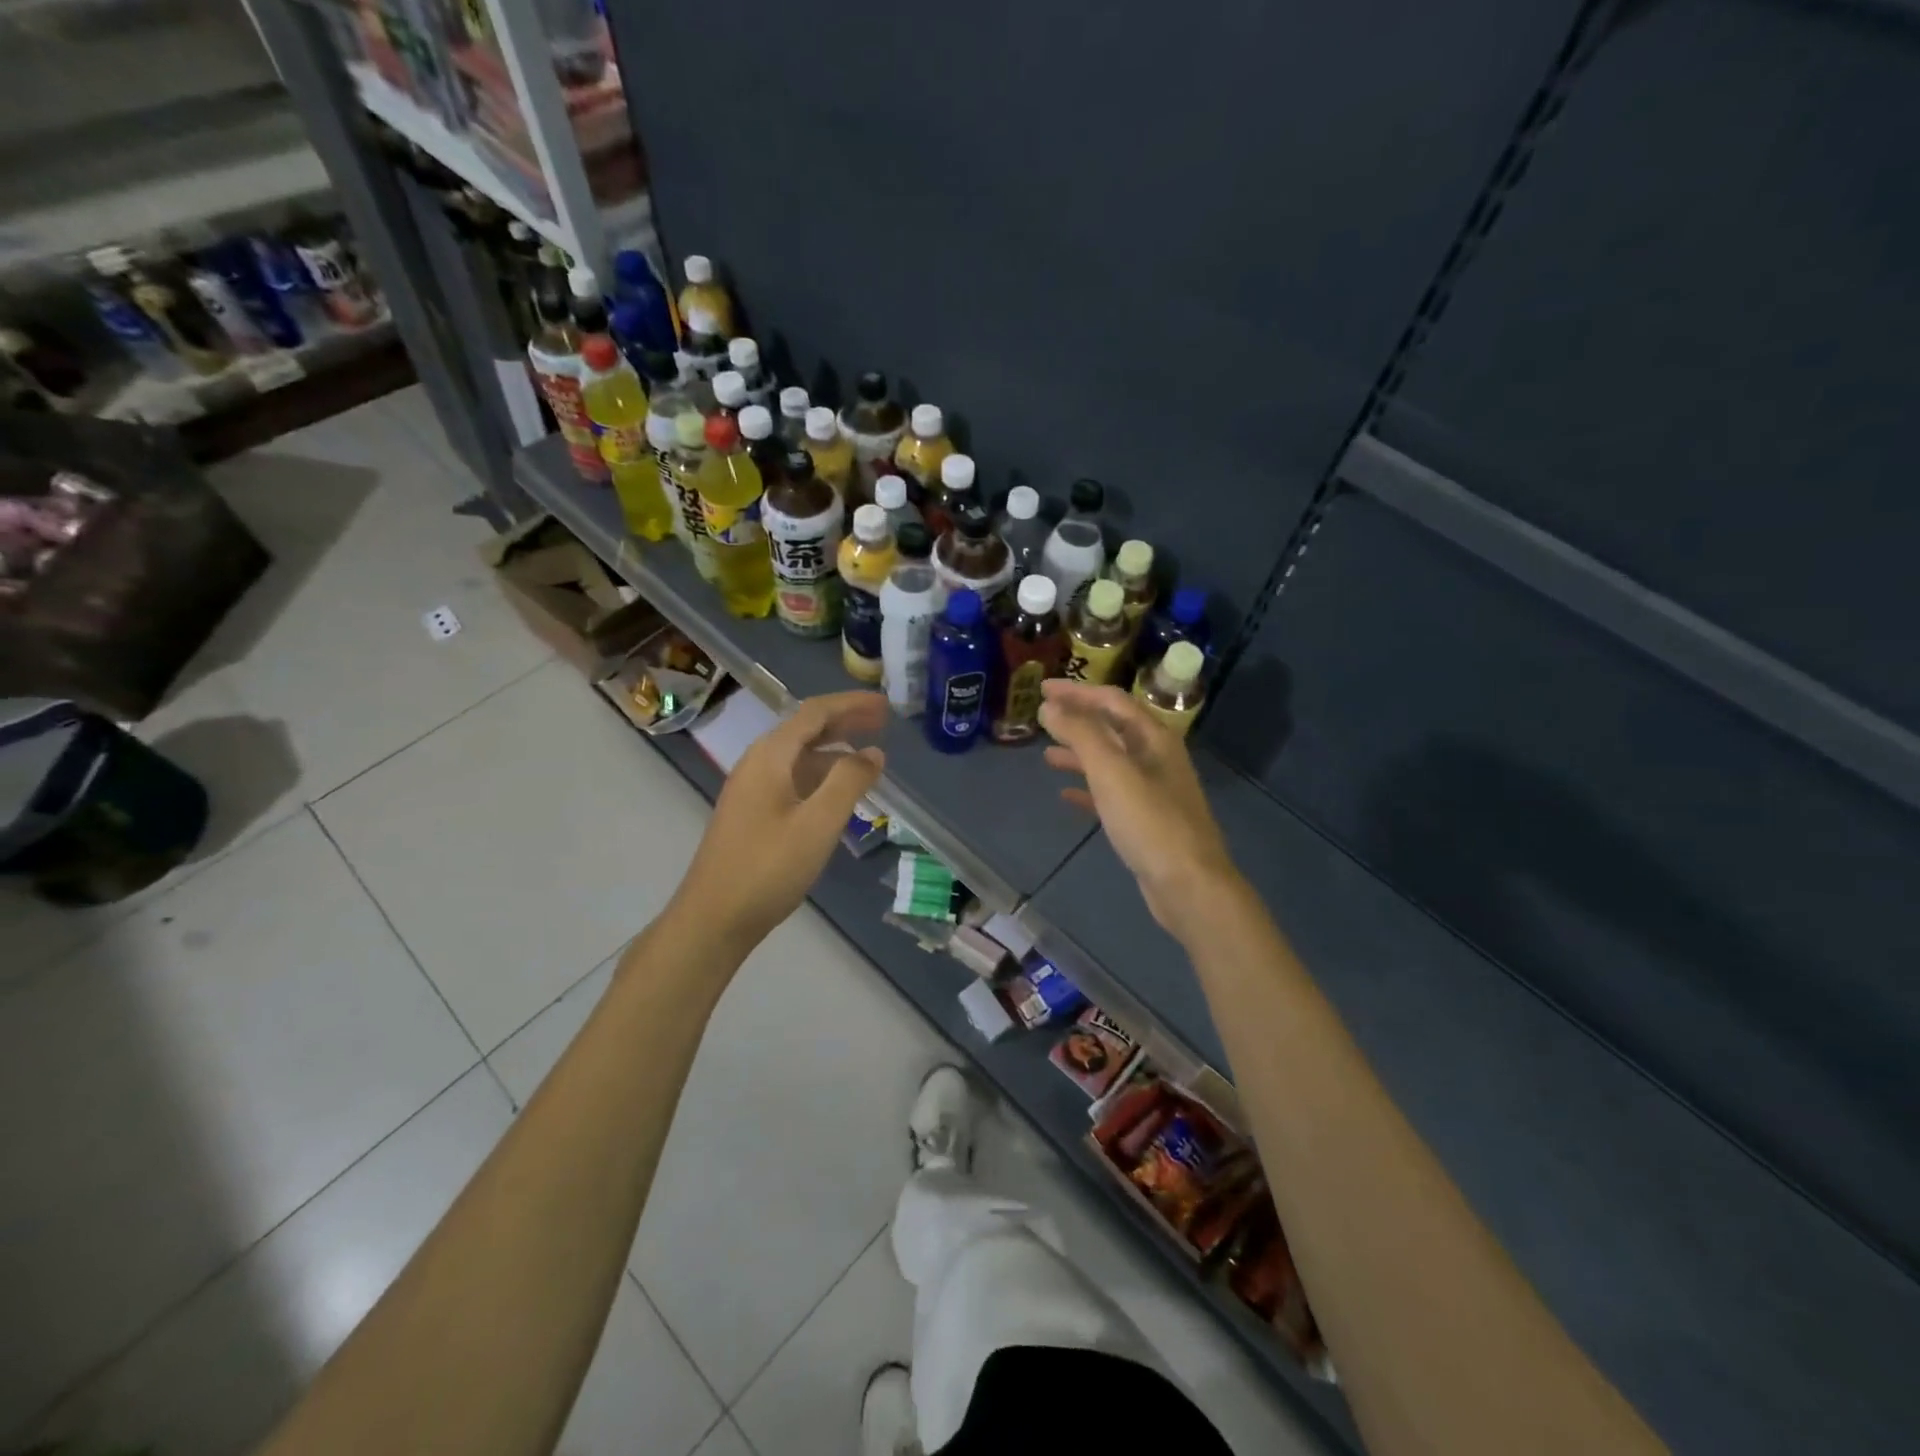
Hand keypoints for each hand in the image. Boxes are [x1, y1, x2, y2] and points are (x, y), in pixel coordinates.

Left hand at [673, 692, 886, 950]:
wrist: (713, 918)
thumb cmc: (768, 867)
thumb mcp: (818, 823)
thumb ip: (849, 782)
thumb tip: (873, 752)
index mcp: (770, 756)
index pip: (815, 713)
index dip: (851, 704)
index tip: (886, 705)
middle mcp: (757, 764)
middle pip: (805, 729)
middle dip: (844, 722)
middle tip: (883, 723)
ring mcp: (751, 789)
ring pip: (798, 756)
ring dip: (834, 750)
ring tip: (868, 758)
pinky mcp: (751, 813)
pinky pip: (792, 778)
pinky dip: (820, 775)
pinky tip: (837, 794)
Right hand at [1039, 680, 1241, 940]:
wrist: (1189, 885)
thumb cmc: (1150, 822)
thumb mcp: (1111, 771)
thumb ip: (1081, 734)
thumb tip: (1050, 707)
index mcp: (1154, 738)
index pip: (1112, 701)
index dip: (1076, 692)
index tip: (1042, 688)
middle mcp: (1156, 758)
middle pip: (1112, 728)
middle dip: (1077, 720)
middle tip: (1042, 716)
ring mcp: (1154, 790)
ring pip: (1110, 761)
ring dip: (1079, 754)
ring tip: (1047, 755)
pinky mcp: (1147, 820)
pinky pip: (1112, 794)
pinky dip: (1088, 789)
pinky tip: (1066, 796)